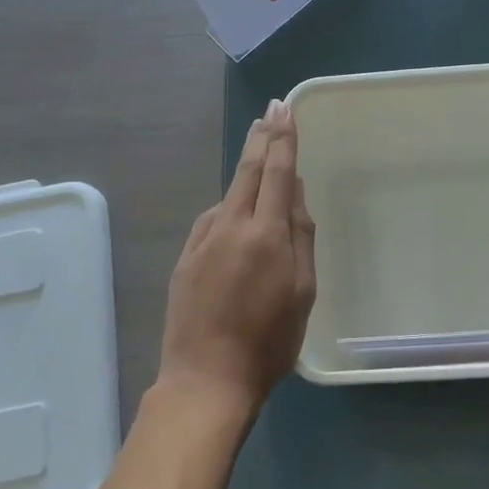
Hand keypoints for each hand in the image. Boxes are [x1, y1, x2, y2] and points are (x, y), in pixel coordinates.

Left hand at [158, 99, 316, 415]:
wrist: (205, 379)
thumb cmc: (268, 341)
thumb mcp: (302, 291)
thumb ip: (300, 236)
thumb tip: (295, 193)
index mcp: (265, 233)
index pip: (277, 172)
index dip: (282, 138)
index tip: (284, 109)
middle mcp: (230, 225)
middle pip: (248, 171)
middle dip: (261, 138)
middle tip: (270, 112)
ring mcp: (202, 240)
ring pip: (228, 194)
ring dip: (245, 172)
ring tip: (259, 159)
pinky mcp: (185, 257)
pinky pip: (212, 220)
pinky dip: (228, 208)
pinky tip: (235, 216)